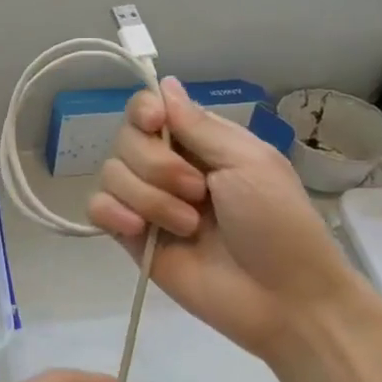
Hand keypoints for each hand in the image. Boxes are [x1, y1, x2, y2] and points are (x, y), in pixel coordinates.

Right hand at [87, 76, 368, 361]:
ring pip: (111, 174)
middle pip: (125, 140)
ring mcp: (148, 204)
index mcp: (199, 143)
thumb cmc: (279, 224)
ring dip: (148, 198)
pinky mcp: (132, 239)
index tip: (153, 123)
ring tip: (187, 226)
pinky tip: (138, 231)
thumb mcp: (249, 162)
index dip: (143, 112)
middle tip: (198, 192)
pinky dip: (112, 213)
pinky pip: (98, 208)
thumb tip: (165, 83)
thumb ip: (199, 126)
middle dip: (156, 165)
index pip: (149, 110)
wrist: (283, 298)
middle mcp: (168, 167)